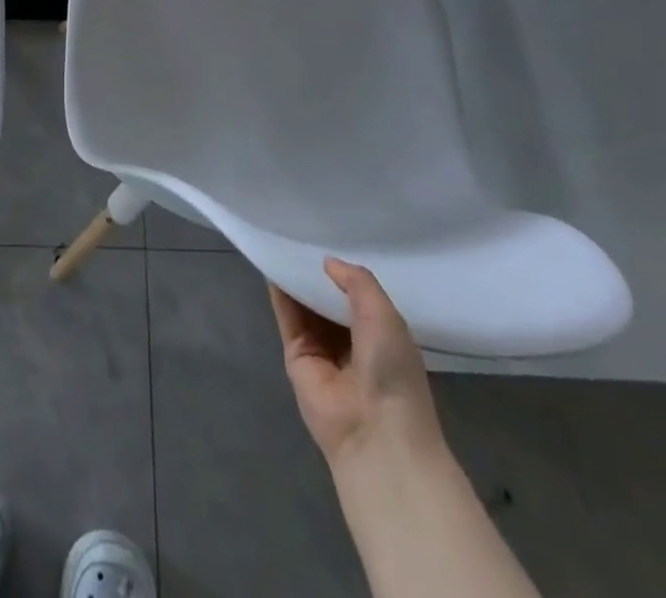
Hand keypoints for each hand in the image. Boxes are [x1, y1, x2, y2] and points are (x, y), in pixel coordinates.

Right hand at [269, 258, 440, 469]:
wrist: (375, 432)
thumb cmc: (392, 371)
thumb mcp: (385, 315)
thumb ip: (358, 281)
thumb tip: (327, 262)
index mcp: (380, 334)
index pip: (356, 295)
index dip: (344, 271)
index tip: (330, 238)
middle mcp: (350, 340)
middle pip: (327, 298)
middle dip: (317, 272)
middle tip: (302, 233)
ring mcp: (321, 349)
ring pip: (305, 305)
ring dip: (296, 278)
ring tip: (282, 241)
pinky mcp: (296, 355)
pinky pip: (287, 317)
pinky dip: (280, 293)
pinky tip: (273, 264)